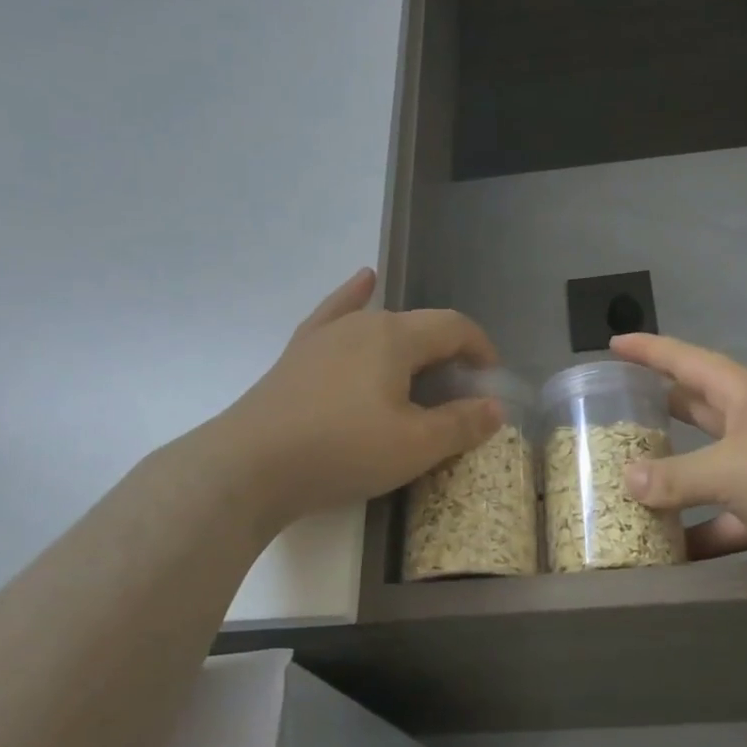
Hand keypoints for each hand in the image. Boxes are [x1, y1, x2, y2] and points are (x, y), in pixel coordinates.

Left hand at [207, 268, 503, 528]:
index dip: (481, 349)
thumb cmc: (342, 451)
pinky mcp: (299, 352)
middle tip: (458, 394)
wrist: (250, 466)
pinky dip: (354, 297)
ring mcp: (326, 335)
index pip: (454, 327)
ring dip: (412, 340)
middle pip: (420, 326)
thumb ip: (461, 424)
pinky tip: (363, 280)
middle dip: (449, 354)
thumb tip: (496, 408)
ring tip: (425, 361)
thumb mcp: (414, 446)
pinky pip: (335, 314)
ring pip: (381, 324)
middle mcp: (363, 323)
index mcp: (396, 337)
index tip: (491, 382)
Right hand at [609, 333, 746, 591]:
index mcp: (744, 395)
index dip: (650, 351)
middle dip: (661, 412)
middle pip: (698, 412)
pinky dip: (705, 534)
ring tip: (628, 493)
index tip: (614, 344)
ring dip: (676, 484)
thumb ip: (677, 477)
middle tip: (617, 417)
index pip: (687, 362)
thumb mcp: (731, 468)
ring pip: (711, 472)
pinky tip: (673, 553)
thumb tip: (628, 481)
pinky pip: (732, 520)